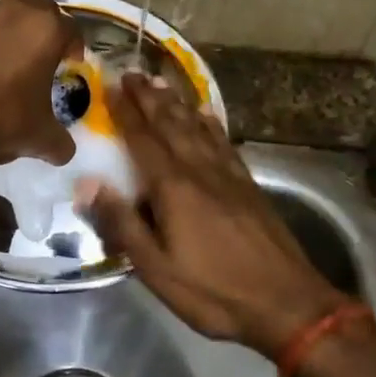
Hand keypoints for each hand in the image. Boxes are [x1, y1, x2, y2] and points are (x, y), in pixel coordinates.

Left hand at [0, 0, 83, 166]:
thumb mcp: (39, 138)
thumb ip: (60, 142)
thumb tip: (63, 150)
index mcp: (45, 30)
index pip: (72, 30)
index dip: (76, 49)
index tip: (72, 66)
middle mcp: (16, 12)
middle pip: (42, 13)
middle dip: (48, 32)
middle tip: (47, 59)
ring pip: (11, 17)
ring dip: (18, 33)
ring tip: (15, 63)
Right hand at [80, 73, 352, 356]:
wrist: (287, 304)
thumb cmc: (213, 290)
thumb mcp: (156, 268)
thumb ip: (122, 223)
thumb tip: (88, 183)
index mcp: (174, 188)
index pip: (143, 140)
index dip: (126, 113)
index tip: (111, 86)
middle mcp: (200, 171)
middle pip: (172, 125)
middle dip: (150, 98)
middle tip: (133, 72)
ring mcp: (228, 176)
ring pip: (198, 129)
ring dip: (178, 103)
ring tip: (162, 83)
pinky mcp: (248, 186)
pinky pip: (224, 143)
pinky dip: (210, 124)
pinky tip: (206, 115)